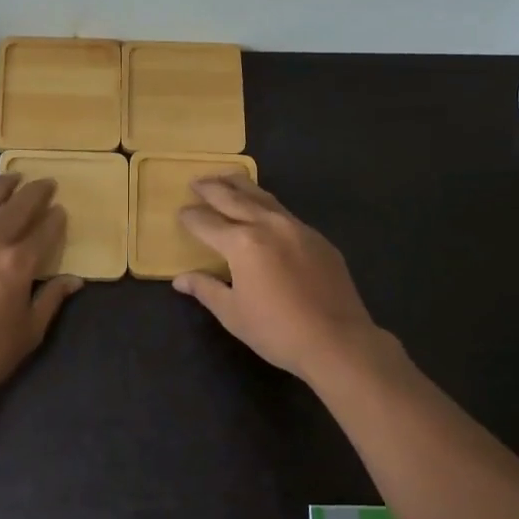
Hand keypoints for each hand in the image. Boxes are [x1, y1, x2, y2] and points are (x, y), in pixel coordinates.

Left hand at [0, 174, 83, 409]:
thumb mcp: (30, 331)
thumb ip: (52, 299)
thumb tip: (74, 280)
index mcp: (18, 262)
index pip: (44, 230)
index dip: (56, 218)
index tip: (61, 210)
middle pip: (17, 207)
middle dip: (35, 192)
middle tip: (46, 182)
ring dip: (0, 187)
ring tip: (11, 177)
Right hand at [173, 174, 381, 382]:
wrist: (337, 340)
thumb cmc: (277, 330)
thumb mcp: (233, 313)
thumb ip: (206, 289)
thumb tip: (180, 280)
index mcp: (242, 243)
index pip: (207, 223)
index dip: (191, 217)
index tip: (180, 212)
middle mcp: (268, 225)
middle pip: (234, 198)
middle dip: (212, 188)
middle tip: (197, 181)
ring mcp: (297, 228)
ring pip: (263, 197)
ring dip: (241, 186)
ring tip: (226, 178)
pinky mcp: (317, 238)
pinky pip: (285, 213)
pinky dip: (266, 204)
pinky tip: (263, 209)